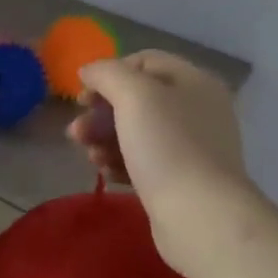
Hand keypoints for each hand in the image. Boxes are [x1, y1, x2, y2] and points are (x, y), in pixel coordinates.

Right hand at [66, 51, 253, 265]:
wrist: (200, 217)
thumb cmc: (167, 146)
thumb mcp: (133, 95)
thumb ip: (107, 74)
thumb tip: (90, 71)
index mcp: (194, 82)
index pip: (144, 61)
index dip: (109, 73)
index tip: (83, 97)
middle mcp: (198, 110)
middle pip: (138, 99)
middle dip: (101, 113)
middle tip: (77, 133)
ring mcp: (192, 147)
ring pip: (138, 132)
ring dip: (106, 140)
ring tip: (91, 157)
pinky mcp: (183, 180)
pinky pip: (145, 162)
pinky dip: (122, 163)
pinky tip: (107, 174)